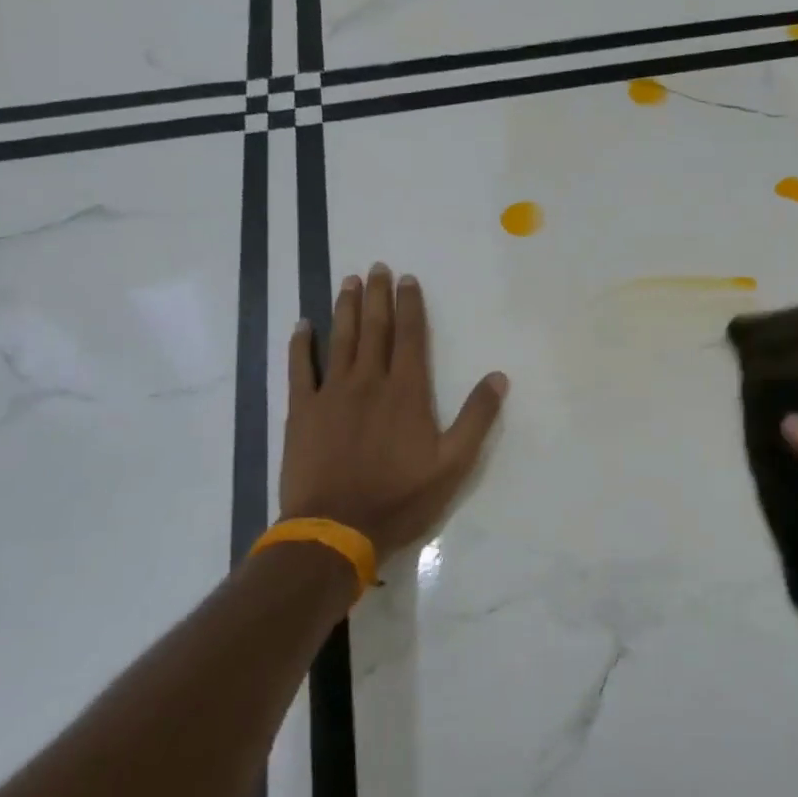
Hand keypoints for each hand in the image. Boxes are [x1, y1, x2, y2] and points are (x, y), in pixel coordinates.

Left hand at [279, 264, 507, 564]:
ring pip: (340, 340)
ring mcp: (331, 394)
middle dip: (377, 296)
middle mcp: (369, 382)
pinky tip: (302, 325)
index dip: (410, 305)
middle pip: (375, 329)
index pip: (411, 337)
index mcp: (407, 392)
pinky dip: (301, 345)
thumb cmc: (400, 498)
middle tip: (376, 267)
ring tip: (348, 281)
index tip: (407, 279)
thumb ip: (477, 418)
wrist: (336, 529)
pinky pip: (299, 369)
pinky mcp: (302, 412)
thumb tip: (498, 377)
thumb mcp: (454, 464)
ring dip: (345, 309)